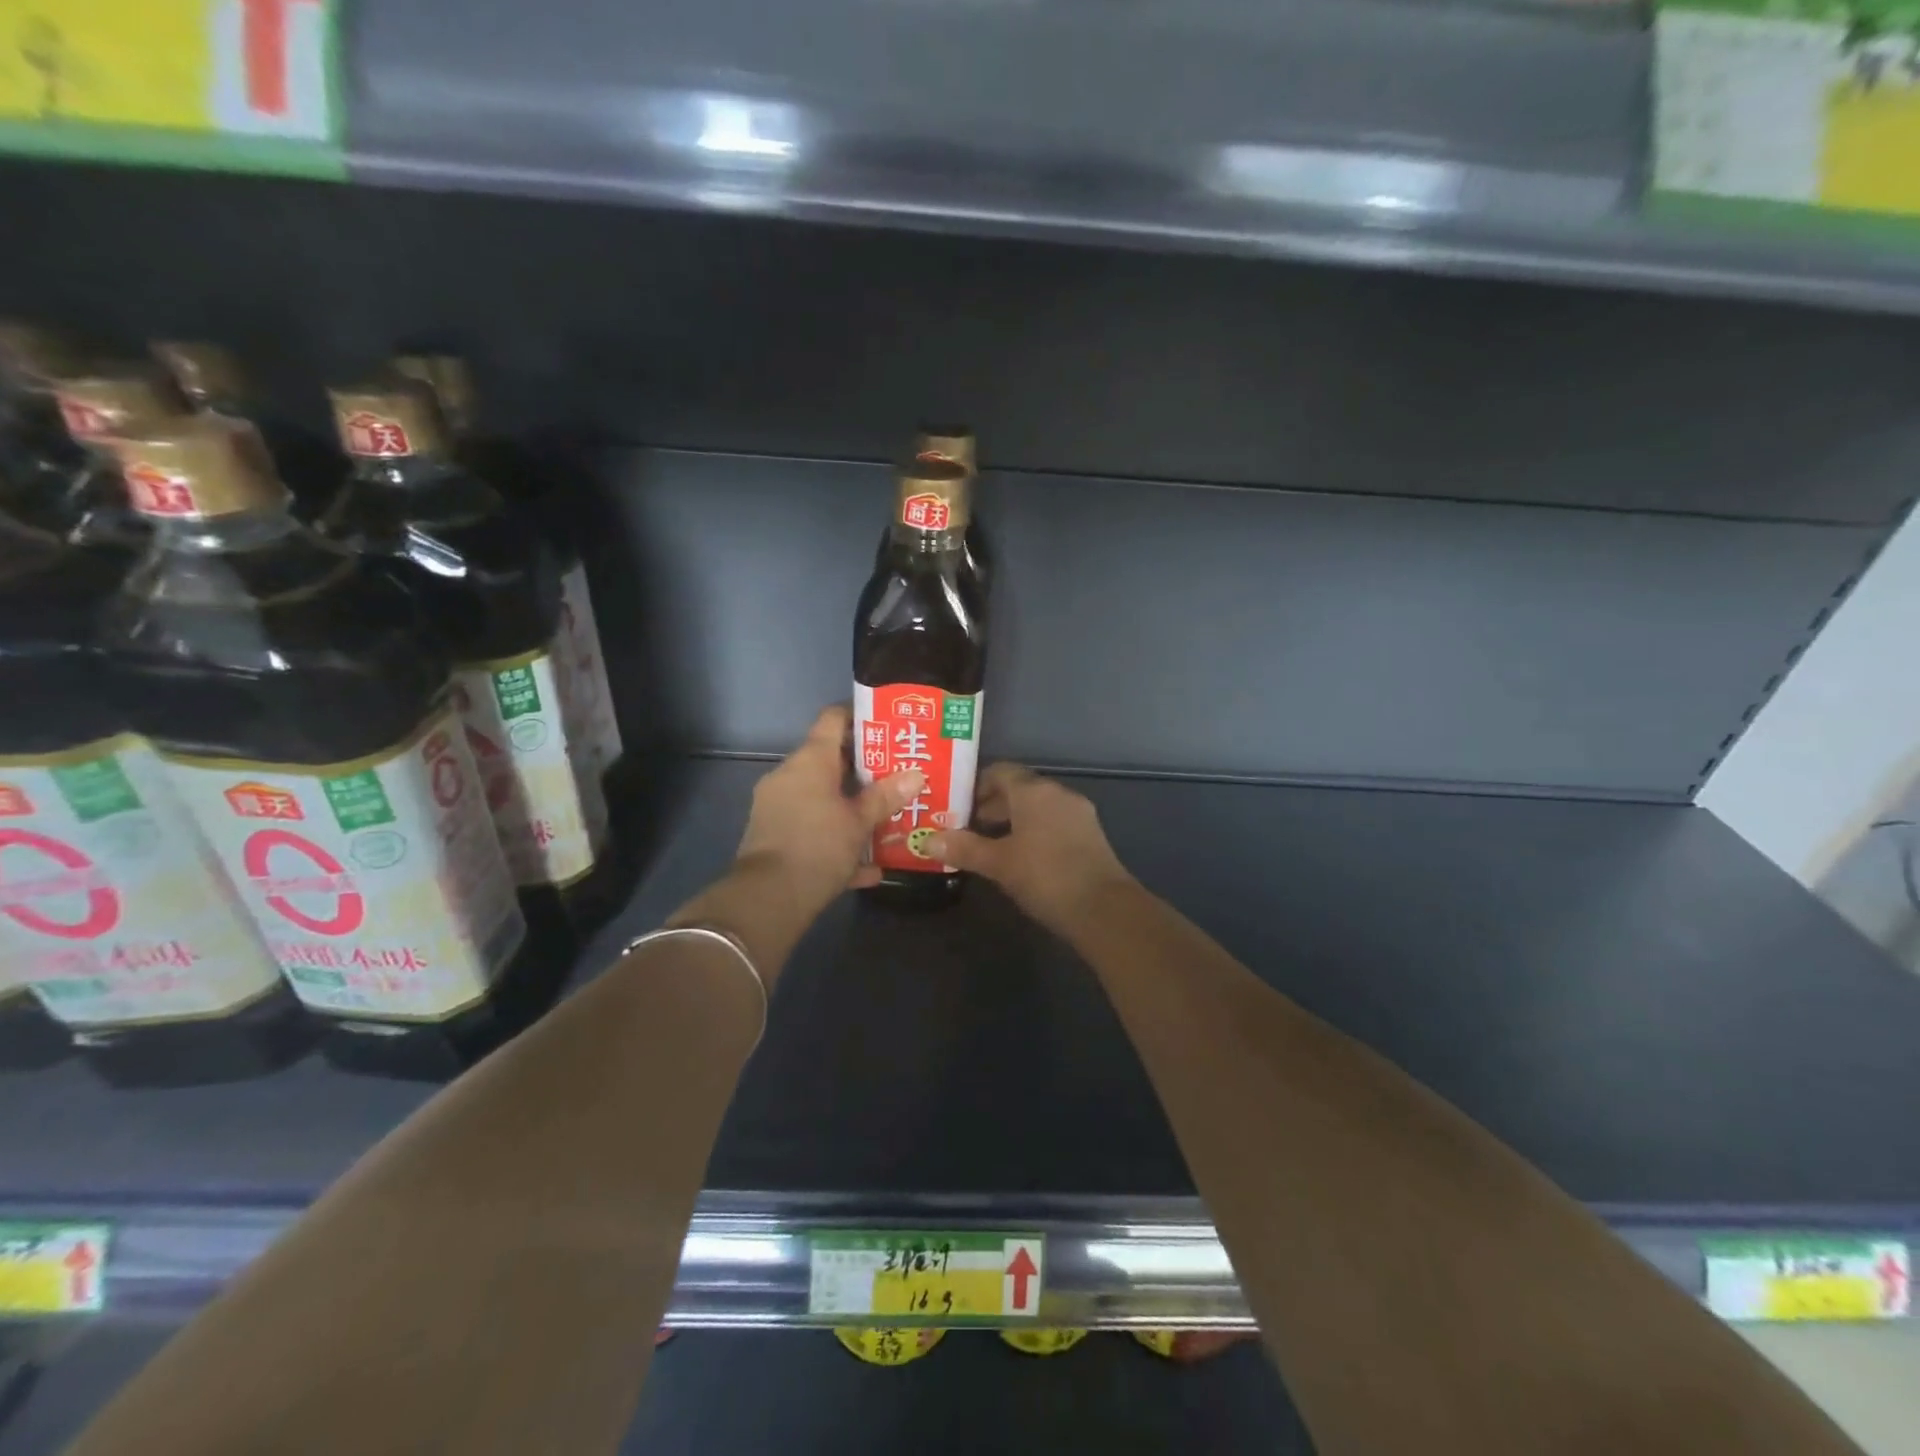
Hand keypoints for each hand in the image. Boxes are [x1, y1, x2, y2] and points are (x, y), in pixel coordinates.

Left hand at [734, 704, 924, 921]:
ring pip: (822, 797)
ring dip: (851, 806)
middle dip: (865, 768)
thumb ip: (887, 796)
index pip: (833, 718)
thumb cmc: (818, 846)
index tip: (888, 724)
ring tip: (888, 816)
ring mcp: (778, 806)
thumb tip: (916, 774)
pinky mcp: (774, 836)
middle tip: (898, 774)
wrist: (768, 899)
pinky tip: (869, 866)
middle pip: (830, 760)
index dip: (860, 715)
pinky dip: (836, 839)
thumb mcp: (860, 822)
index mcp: (810, 761)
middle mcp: (790, 776)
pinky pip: (812, 828)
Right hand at [925, 764, 1133, 932]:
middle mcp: (1057, 793)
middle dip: (991, 806)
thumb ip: (963, 848)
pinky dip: (1033, 831)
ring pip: (1037, 807)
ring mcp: (1077, 813)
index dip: (975, 785)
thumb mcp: (998, 863)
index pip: (999, 771)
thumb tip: (926, 840)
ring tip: (989, 846)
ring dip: (1012, 820)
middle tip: (966, 828)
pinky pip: (1053, 822)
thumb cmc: (1045, 876)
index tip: (955, 806)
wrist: (1104, 909)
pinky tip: (1020, 858)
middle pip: (1018, 789)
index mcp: (1034, 791)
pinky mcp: (1089, 835)